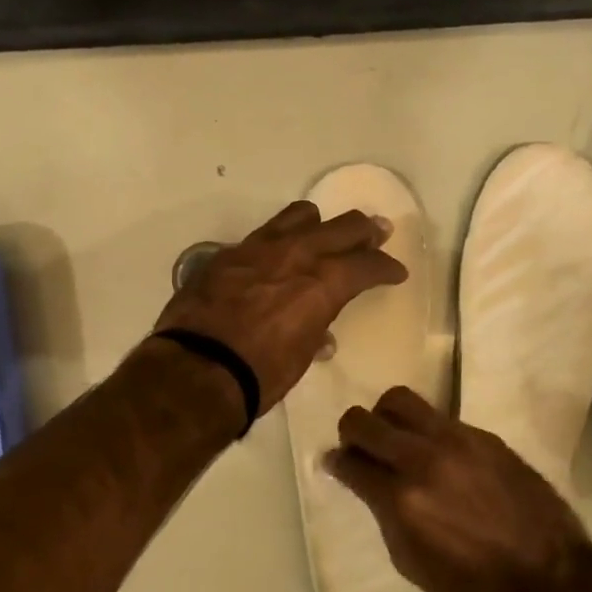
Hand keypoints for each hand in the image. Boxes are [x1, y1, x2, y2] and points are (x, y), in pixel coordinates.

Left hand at [154, 201, 406, 410]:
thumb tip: (320, 335)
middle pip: (341, 227)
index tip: (395, 271)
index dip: (386, 268)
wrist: (196, 369)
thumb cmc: (259, 374)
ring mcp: (257, 249)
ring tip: (323, 232)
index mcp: (322, 283)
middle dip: (365, 231)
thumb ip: (314, 332)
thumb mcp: (299, 357)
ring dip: (318, 224)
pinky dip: (277, 243)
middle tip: (377, 232)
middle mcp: (294, 255)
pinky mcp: (226, 255)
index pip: (366, 265)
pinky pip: (261, 236)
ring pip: (298, 217)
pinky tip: (274, 258)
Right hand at [326, 387, 591, 591]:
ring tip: (395, 438)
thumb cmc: (475, 586)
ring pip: (399, 400)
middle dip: (351, 433)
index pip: (349, 462)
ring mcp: (455, 441)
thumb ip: (383, 515)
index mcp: (401, 500)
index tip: (336, 465)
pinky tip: (439, 455)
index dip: (336, 463)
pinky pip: (439, 417)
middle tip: (359, 447)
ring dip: (386, 417)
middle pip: (363, 421)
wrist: (551, 577)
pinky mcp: (484, 436)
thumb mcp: (412, 563)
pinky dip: (426, 430)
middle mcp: (422, 460)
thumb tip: (365, 483)